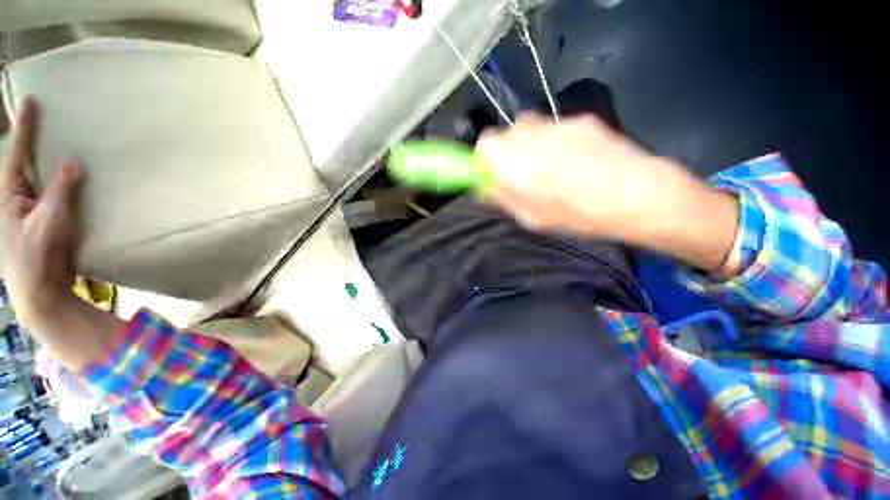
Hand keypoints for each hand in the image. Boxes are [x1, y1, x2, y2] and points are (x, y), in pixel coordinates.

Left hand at [1, 96, 82, 329]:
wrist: (41, 290)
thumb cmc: (37, 256)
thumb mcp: (48, 222)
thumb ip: (59, 190)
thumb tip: (71, 159)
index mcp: (8, 195)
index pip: (17, 152)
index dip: (25, 126)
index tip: (32, 99)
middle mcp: (17, 196)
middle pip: (26, 162)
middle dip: (34, 140)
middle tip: (47, 117)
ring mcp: (32, 208)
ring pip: (42, 178)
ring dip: (51, 162)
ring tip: (63, 144)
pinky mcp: (47, 219)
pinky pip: (56, 193)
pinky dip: (65, 183)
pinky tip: (74, 177)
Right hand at [477, 113, 739, 270]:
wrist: (634, 194)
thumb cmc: (573, 213)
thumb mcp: (528, 217)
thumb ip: (502, 196)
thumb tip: (487, 185)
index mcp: (510, 157)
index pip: (484, 144)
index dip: (487, 160)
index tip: (496, 175)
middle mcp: (529, 132)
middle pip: (509, 135)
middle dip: (511, 153)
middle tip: (526, 177)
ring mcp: (557, 123)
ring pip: (534, 131)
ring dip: (536, 147)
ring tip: (556, 172)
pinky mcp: (582, 120)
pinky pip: (559, 130)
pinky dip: (560, 143)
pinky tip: (579, 163)